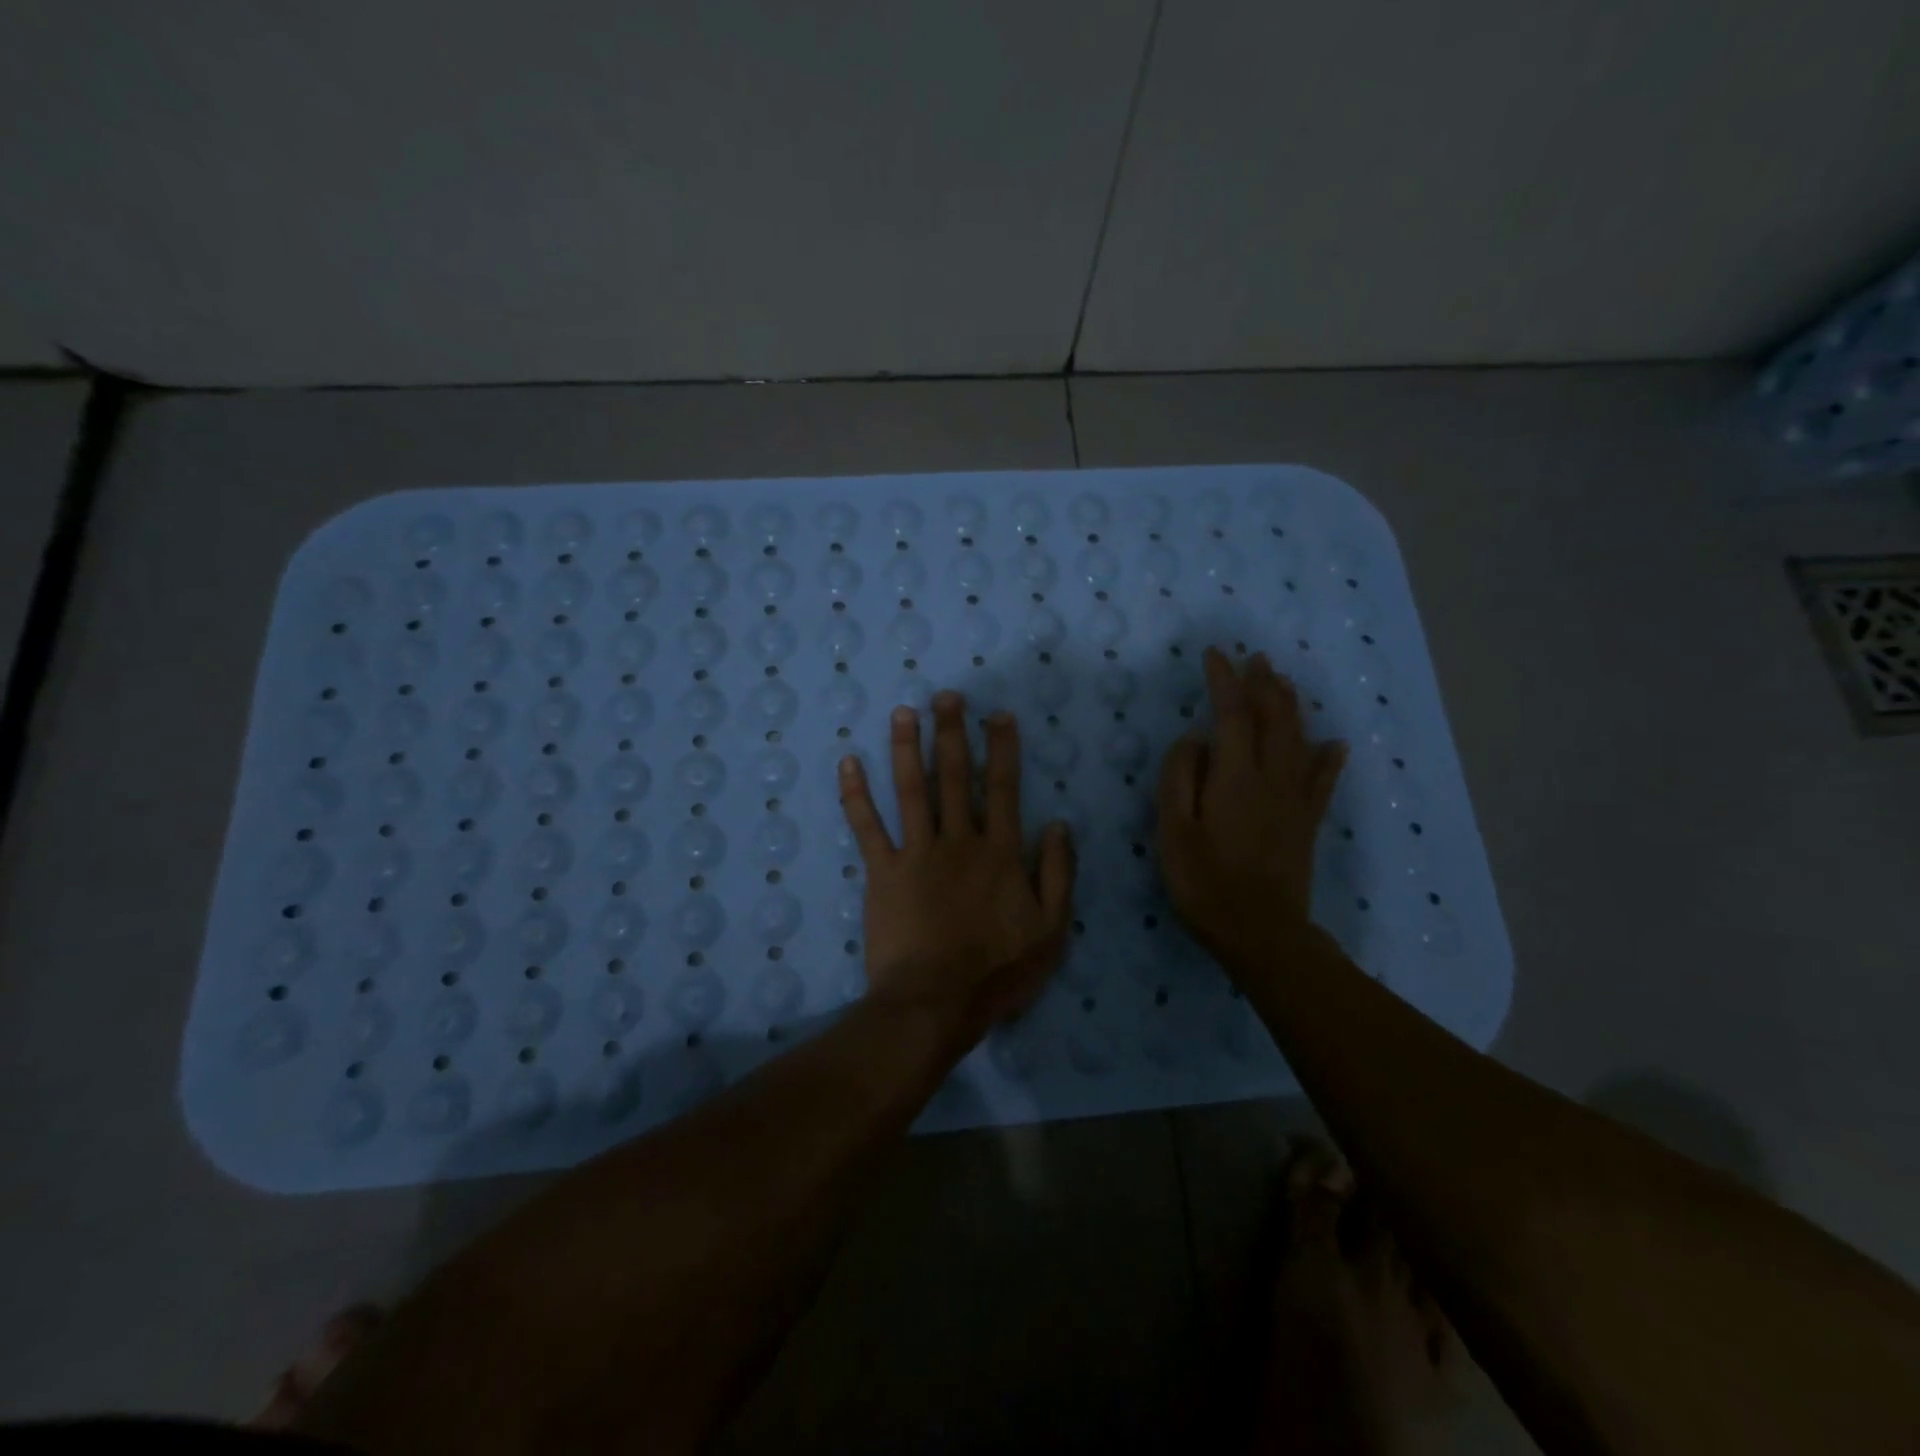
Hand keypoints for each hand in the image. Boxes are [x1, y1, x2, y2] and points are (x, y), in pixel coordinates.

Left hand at [839, 692, 1075, 1041]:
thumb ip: (1058, 873)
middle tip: (946, 696)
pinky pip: (866, 827)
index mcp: (1000, 851)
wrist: (936, 1002)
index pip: (1002, 787)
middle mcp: (958, 840)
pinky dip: (855, 794)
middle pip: (955, 776)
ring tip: (903, 712)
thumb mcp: (1051, 929)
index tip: (997, 716)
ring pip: (911, 789)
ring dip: (906, 748)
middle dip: (952, 732)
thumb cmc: (998, 971)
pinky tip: (848, 763)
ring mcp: (916, 853)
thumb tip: (1058, 823)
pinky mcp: (882, 872)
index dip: (1001, 748)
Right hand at [1156, 648, 1347, 960]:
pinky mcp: (1307, 822)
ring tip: (1282, 683)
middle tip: (1255, 658)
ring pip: (1299, 740)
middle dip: (1263, 684)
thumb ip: (1179, 778)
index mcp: (1235, 777)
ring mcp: (1295, 800)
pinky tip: (1335, 744)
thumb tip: (1195, 738)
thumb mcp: (1173, 831)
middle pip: (1274, 718)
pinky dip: (1328, 758)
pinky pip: (1323, 781)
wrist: (1260, 932)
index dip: (1224, 680)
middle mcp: (1271, 778)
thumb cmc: (1205, 882)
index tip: (1214, 654)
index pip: (1233, 714)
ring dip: (1291, 706)